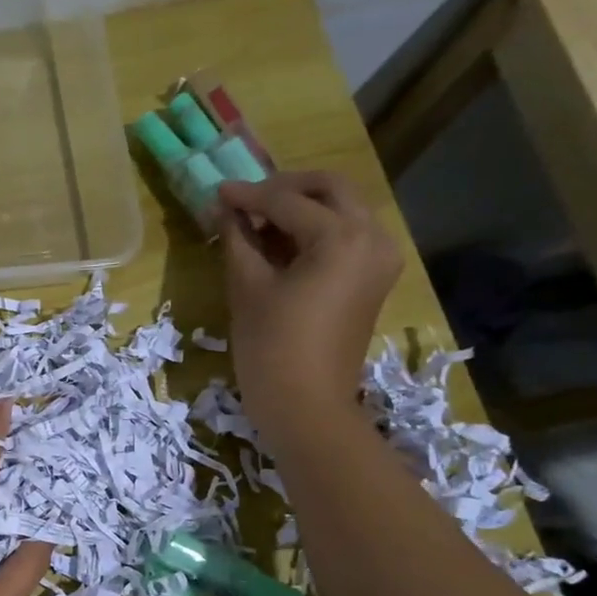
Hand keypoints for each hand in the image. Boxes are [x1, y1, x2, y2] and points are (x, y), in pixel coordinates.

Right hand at [219, 171, 401, 451]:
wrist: (306, 406)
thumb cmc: (271, 348)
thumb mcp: (247, 287)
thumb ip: (238, 238)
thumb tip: (224, 208)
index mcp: (342, 236)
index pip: (288, 201)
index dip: (248, 195)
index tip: (217, 191)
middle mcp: (372, 236)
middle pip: (329, 189)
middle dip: (285, 188)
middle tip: (245, 200)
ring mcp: (379, 258)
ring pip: (342, 210)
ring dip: (302, 207)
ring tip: (258, 223)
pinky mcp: (374, 278)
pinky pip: (347, 236)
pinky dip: (315, 230)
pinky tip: (281, 243)